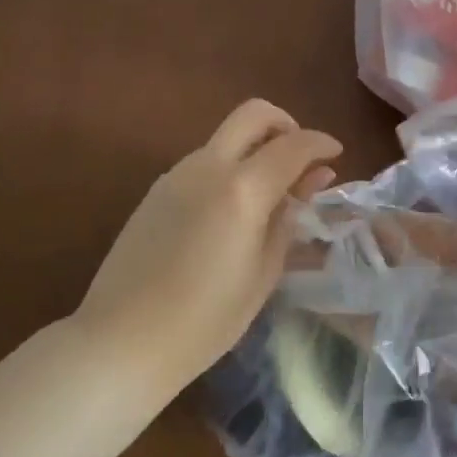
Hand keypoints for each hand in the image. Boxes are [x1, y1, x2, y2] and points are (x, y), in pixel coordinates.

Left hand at [76, 99, 340, 399]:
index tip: (336, 155)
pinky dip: (230, 166)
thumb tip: (314, 178)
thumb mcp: (264, 272)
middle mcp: (208, 166)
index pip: (293, 145)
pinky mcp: (157, 189)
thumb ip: (290, 216)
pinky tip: (234, 209)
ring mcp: (177, 173)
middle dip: (286, 124)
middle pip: (254, 114)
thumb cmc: (205, 321)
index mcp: (242, 189)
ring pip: (227, 136)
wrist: (120, 342)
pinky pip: (205, 160)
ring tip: (270, 193)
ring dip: (256, 147)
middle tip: (300, 159)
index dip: (321, 143)